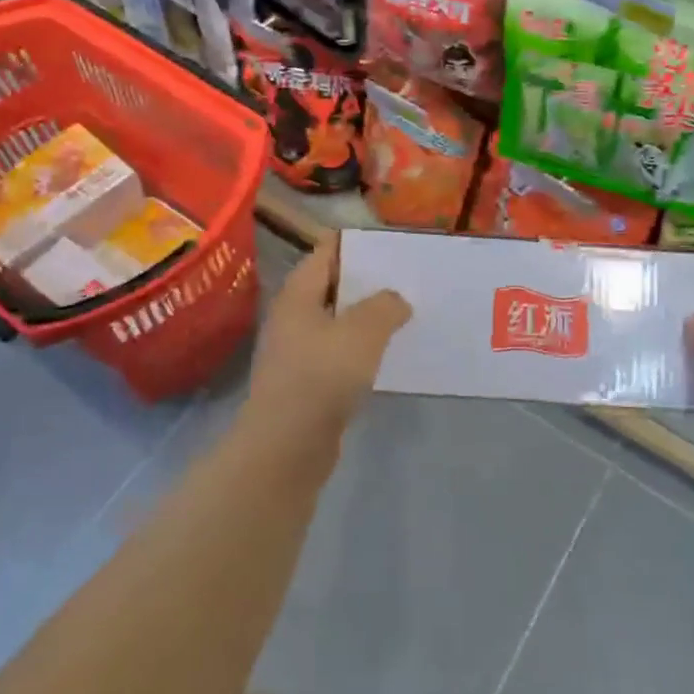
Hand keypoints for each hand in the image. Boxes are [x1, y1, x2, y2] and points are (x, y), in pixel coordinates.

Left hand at [245, 240, 410, 440]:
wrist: (286, 447)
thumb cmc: (321, 377)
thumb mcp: (362, 332)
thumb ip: (385, 307)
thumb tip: (396, 300)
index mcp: (298, 295)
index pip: (326, 252)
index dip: (357, 245)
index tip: (391, 246)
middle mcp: (293, 317)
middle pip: (332, 287)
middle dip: (367, 282)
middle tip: (407, 279)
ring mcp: (298, 352)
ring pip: (337, 323)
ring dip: (367, 319)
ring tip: (406, 314)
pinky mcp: (307, 383)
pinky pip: (339, 354)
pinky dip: (362, 350)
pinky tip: (388, 355)